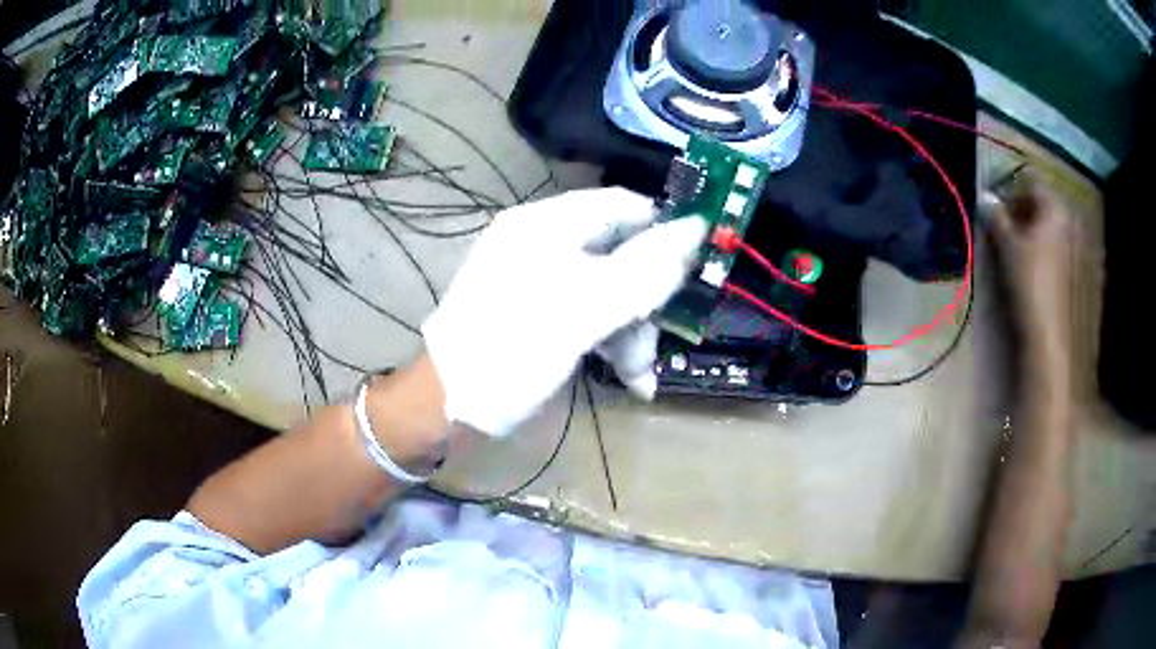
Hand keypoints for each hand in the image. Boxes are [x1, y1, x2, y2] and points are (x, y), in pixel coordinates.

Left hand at [422, 188, 707, 435]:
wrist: (449, 406)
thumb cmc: (512, 350)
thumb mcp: (585, 309)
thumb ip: (644, 268)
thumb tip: (698, 228)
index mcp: (547, 224)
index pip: (623, 205)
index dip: (666, 229)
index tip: (700, 266)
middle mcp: (544, 242)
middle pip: (621, 253)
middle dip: (647, 299)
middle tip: (664, 337)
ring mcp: (541, 279)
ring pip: (610, 290)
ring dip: (633, 332)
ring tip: (641, 377)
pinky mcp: (540, 313)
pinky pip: (590, 313)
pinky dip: (611, 341)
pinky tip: (629, 378)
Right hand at [987, 170, 1074, 351]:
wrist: (1052, 337)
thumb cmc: (1030, 283)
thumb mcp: (1008, 247)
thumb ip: (997, 217)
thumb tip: (984, 196)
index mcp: (1055, 206)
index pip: (1031, 181)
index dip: (1013, 190)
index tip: (999, 209)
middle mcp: (1071, 219)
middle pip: (1046, 204)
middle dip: (1028, 212)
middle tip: (1010, 231)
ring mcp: (1081, 247)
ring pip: (1056, 228)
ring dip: (1040, 233)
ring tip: (1025, 254)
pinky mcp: (1083, 273)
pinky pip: (1065, 250)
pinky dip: (1052, 253)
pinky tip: (1041, 272)